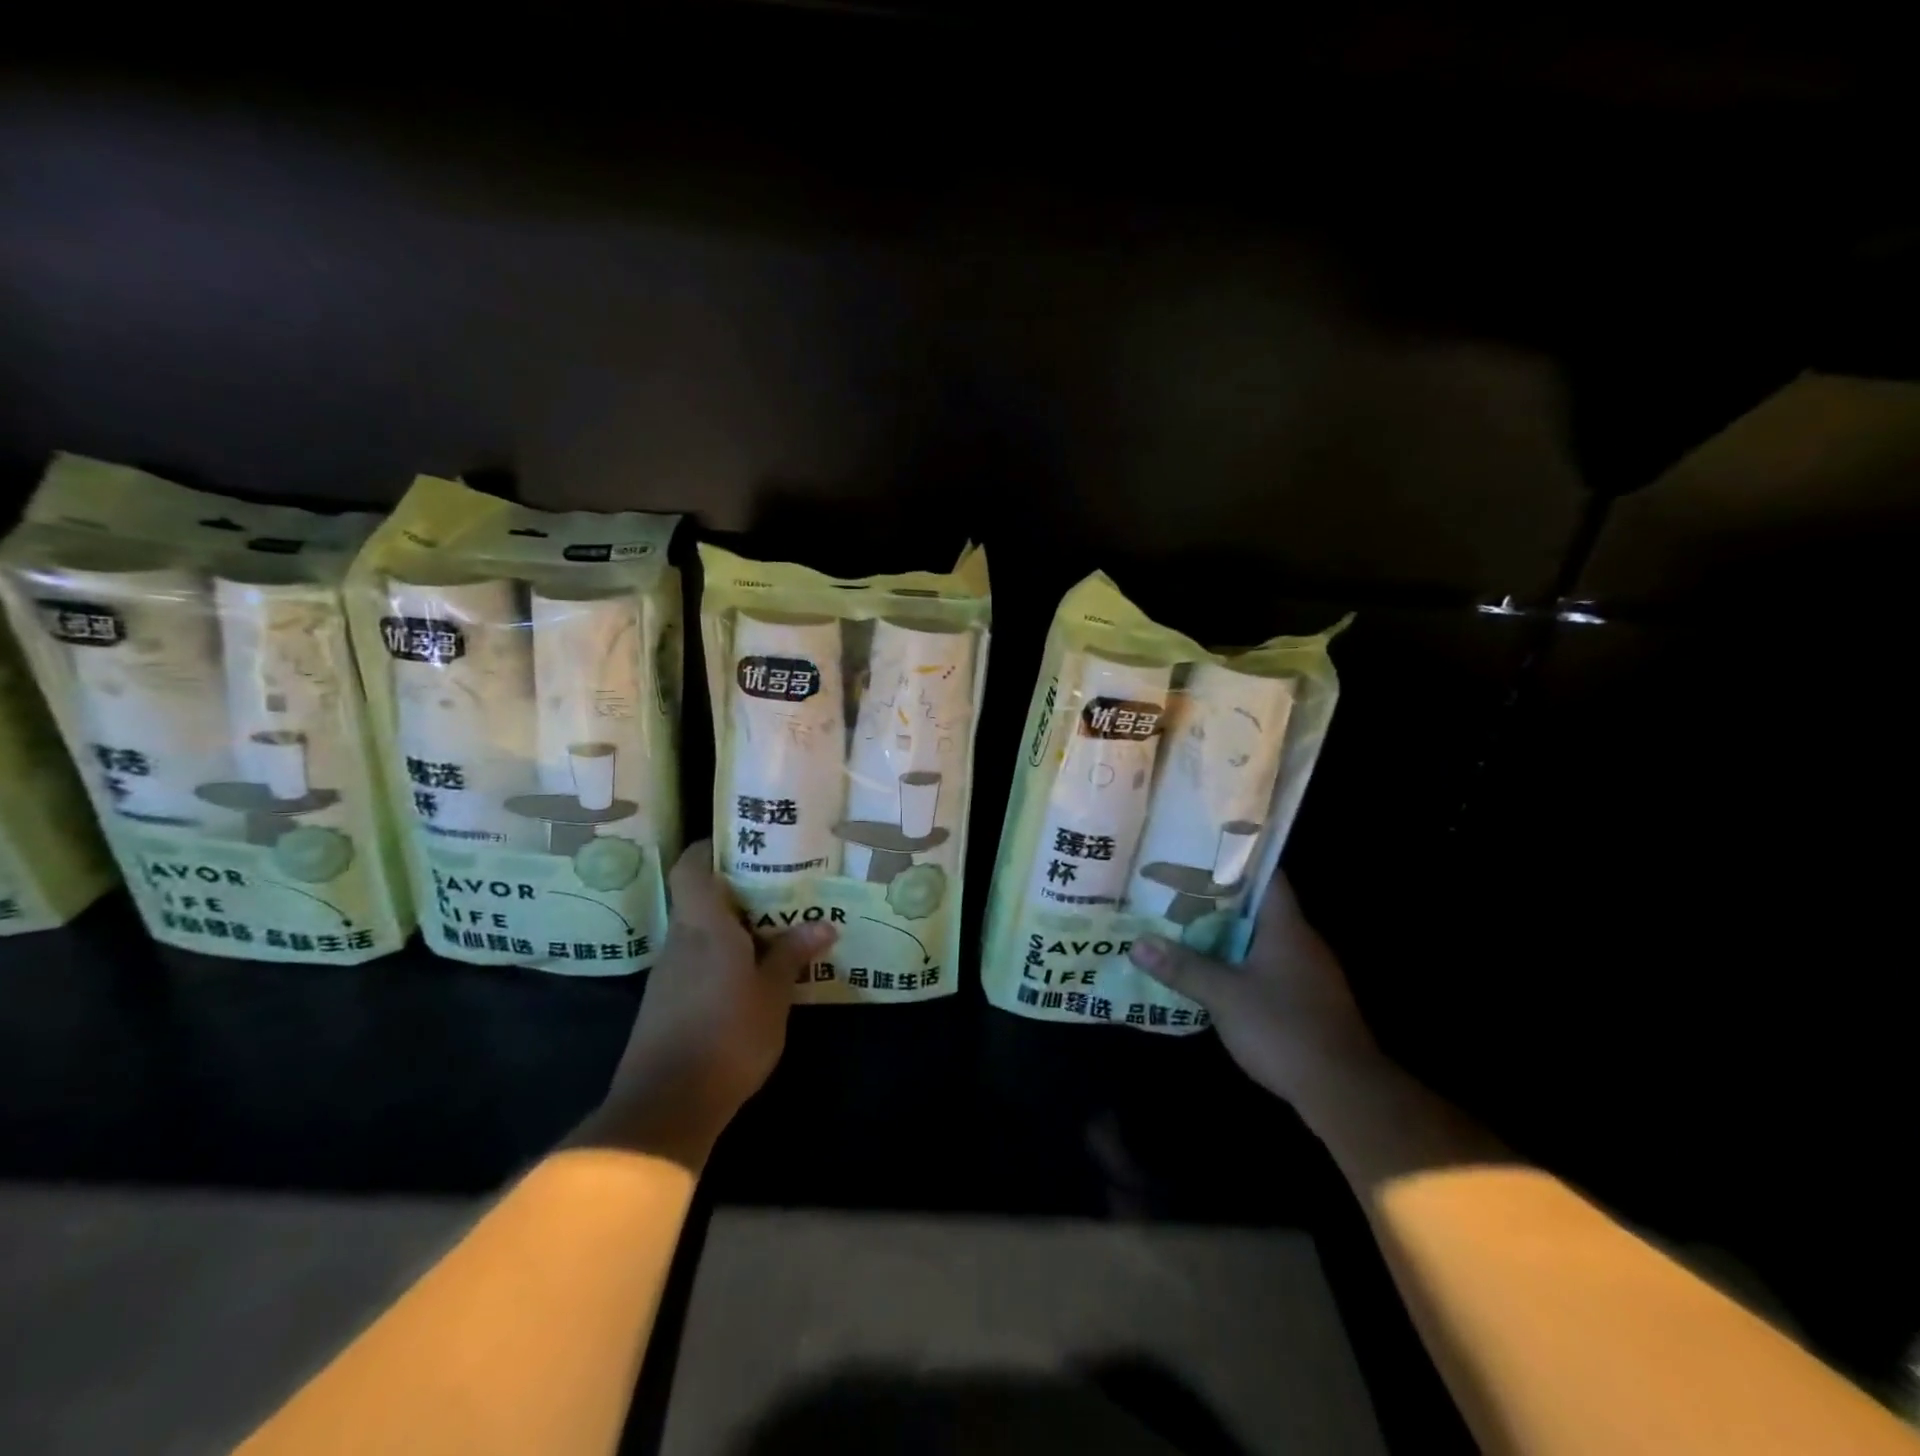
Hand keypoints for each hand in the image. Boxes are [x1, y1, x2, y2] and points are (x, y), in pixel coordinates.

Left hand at [582, 841, 835, 1166]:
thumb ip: (792, 955)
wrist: (665, 1107)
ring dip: (729, 925)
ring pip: (698, 932)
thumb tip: (824, 924)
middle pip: (698, 898)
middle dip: (733, 888)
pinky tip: (748, 971)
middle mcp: (680, 941)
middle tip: (776, 883)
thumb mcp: (772, 996)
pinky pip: (695, 961)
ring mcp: (668, 974)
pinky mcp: (665, 1003)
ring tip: (772, 925)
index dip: (706, 849)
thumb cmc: (727, 1037)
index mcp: (704, 928)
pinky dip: (720, 956)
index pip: (690, 870)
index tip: (738, 842)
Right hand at [1128, 874, 1380, 1105]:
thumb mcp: (1224, 996)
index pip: (1266, 876)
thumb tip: (1136, 943)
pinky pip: (1266, 968)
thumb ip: (1182, 968)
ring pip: (1259, 940)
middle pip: (1257, 908)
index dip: (1234, 861)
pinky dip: (1238, 964)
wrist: (1345, 1093)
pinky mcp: (1306, 1002)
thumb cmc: (1285, 1029)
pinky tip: (1210, 973)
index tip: (1197, 854)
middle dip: (1217, 900)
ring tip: (1181, 927)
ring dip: (1225, 935)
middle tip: (1174, 890)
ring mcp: (1307, 974)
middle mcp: (1301, 942)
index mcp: (1287, 927)